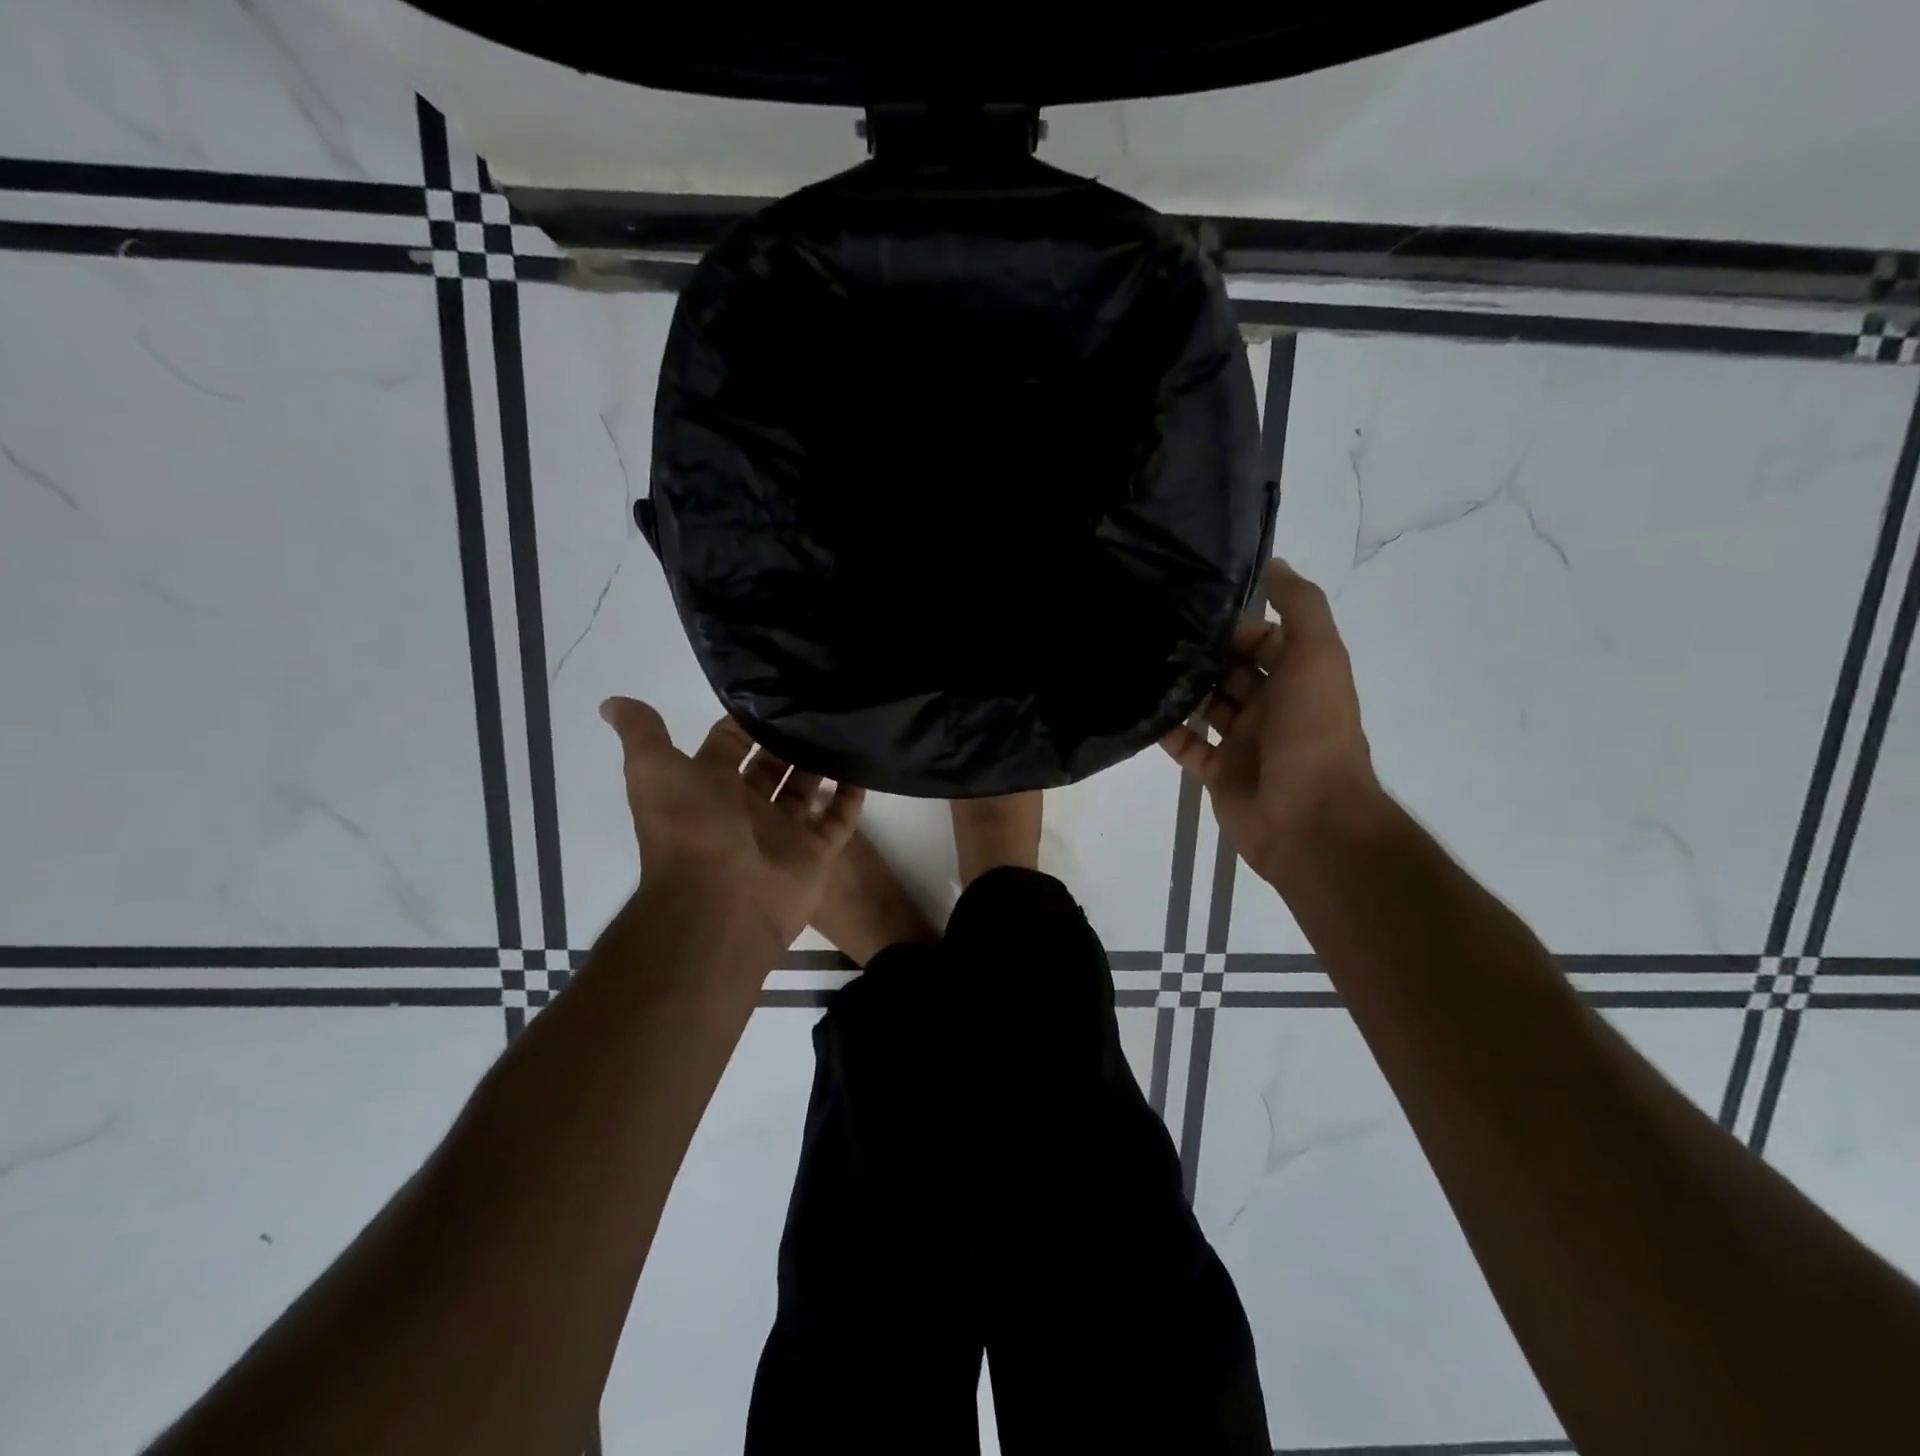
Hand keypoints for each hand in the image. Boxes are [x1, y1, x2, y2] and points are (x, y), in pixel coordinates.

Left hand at [600, 698, 865, 951]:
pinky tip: (865, 766)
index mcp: (708, 788)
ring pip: (805, 790)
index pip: (729, 745)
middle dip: (788, 740)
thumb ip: (641, 733)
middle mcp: (745, 809)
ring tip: (844, 726)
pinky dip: (850, 797)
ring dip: (821, 763)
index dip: (745, 721)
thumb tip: (611, 702)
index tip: (774, 690)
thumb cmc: (690, 828)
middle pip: (771, 767)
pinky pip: (838, 820)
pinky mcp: (814, 853)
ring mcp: (782, 832)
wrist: (721, 901)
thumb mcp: (654, 771)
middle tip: (817, 704)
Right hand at [1159, 560, 1382, 881]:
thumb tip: (1274, 564)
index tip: (1187, 606)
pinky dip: (1166, 731)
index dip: (1231, 624)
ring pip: (1205, 705)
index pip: (1260, 639)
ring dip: (1179, 689)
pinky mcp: (1218, 772)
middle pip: (1228, 670)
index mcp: (1298, 677)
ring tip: (1137, 664)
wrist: (1308, 819)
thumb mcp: (1318, 655)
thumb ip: (1300, 607)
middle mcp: (1271, 705)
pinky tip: (1139, 711)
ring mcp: (1243, 741)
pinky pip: (1186, 746)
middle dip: (1198, 653)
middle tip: (1149, 631)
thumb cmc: (1313, 731)